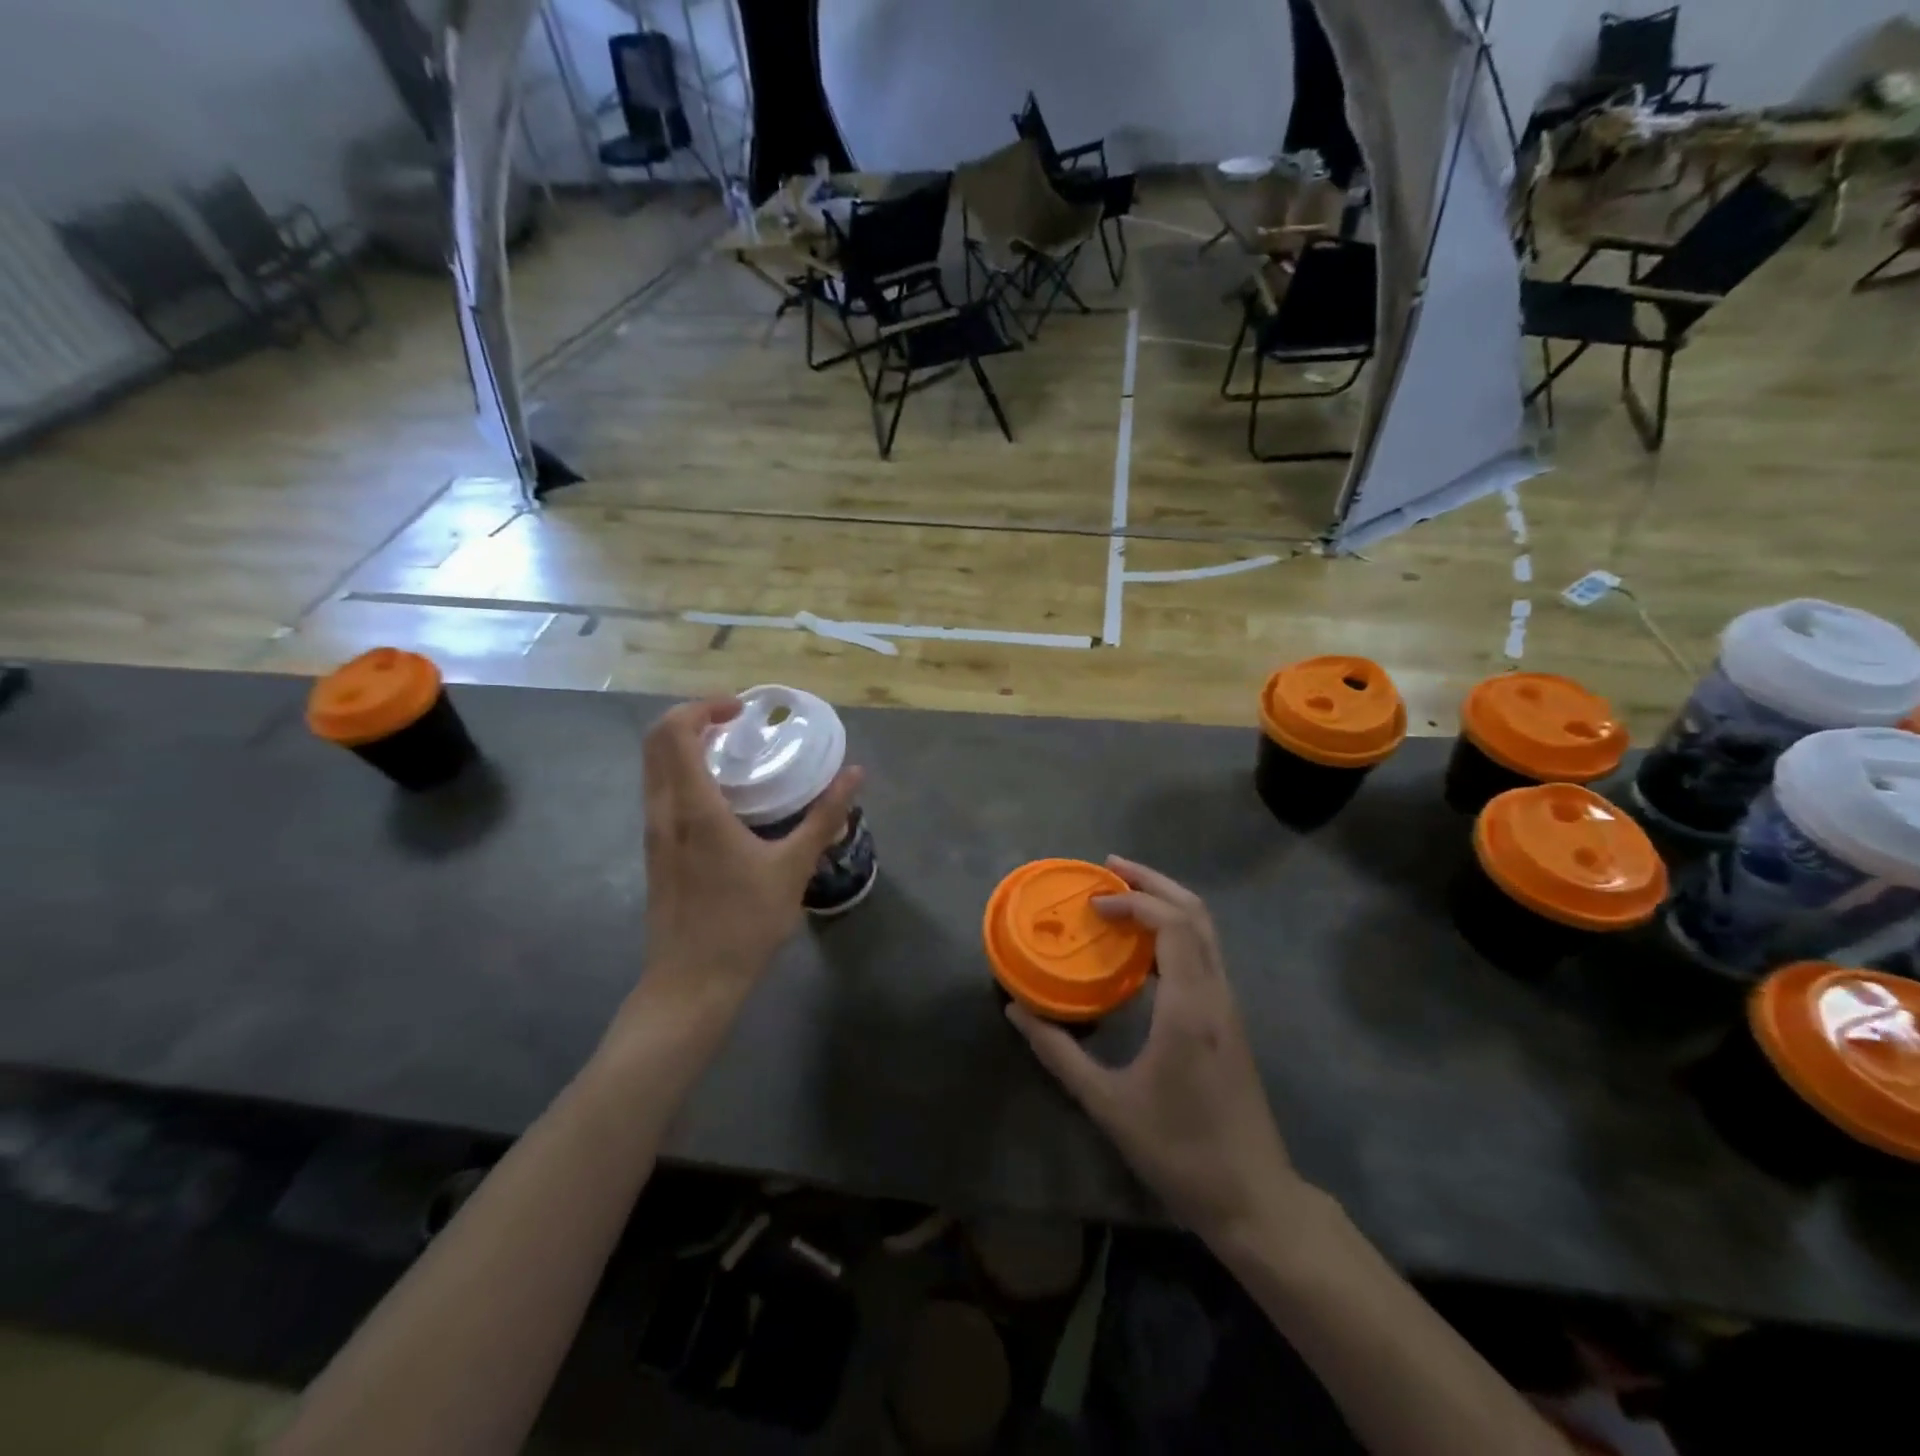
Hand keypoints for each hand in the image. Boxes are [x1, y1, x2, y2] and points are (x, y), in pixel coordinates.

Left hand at [638, 697, 861, 996]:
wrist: (691, 983)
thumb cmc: (743, 923)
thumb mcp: (793, 867)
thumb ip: (825, 817)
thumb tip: (855, 774)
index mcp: (693, 808)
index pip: (676, 733)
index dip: (703, 707)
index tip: (740, 709)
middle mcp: (663, 812)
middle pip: (655, 741)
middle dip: (691, 718)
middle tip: (734, 722)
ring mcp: (653, 833)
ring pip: (653, 768)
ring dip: (683, 745)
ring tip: (730, 751)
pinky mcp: (655, 852)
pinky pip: (659, 791)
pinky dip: (681, 772)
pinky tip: (720, 795)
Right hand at [1006, 857, 1306, 1246]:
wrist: (1252, 1197)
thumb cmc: (1178, 1150)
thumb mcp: (1107, 1103)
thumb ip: (1058, 1053)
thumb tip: (1017, 1011)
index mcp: (1189, 1007)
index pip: (1171, 924)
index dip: (1132, 902)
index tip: (1092, 904)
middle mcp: (1216, 994)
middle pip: (1195, 912)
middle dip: (1153, 882)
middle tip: (1110, 868)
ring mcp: (1229, 1005)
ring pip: (1206, 930)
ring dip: (1166, 903)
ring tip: (1122, 897)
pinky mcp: (1229, 1019)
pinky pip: (1205, 954)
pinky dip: (1174, 932)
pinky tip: (1141, 949)